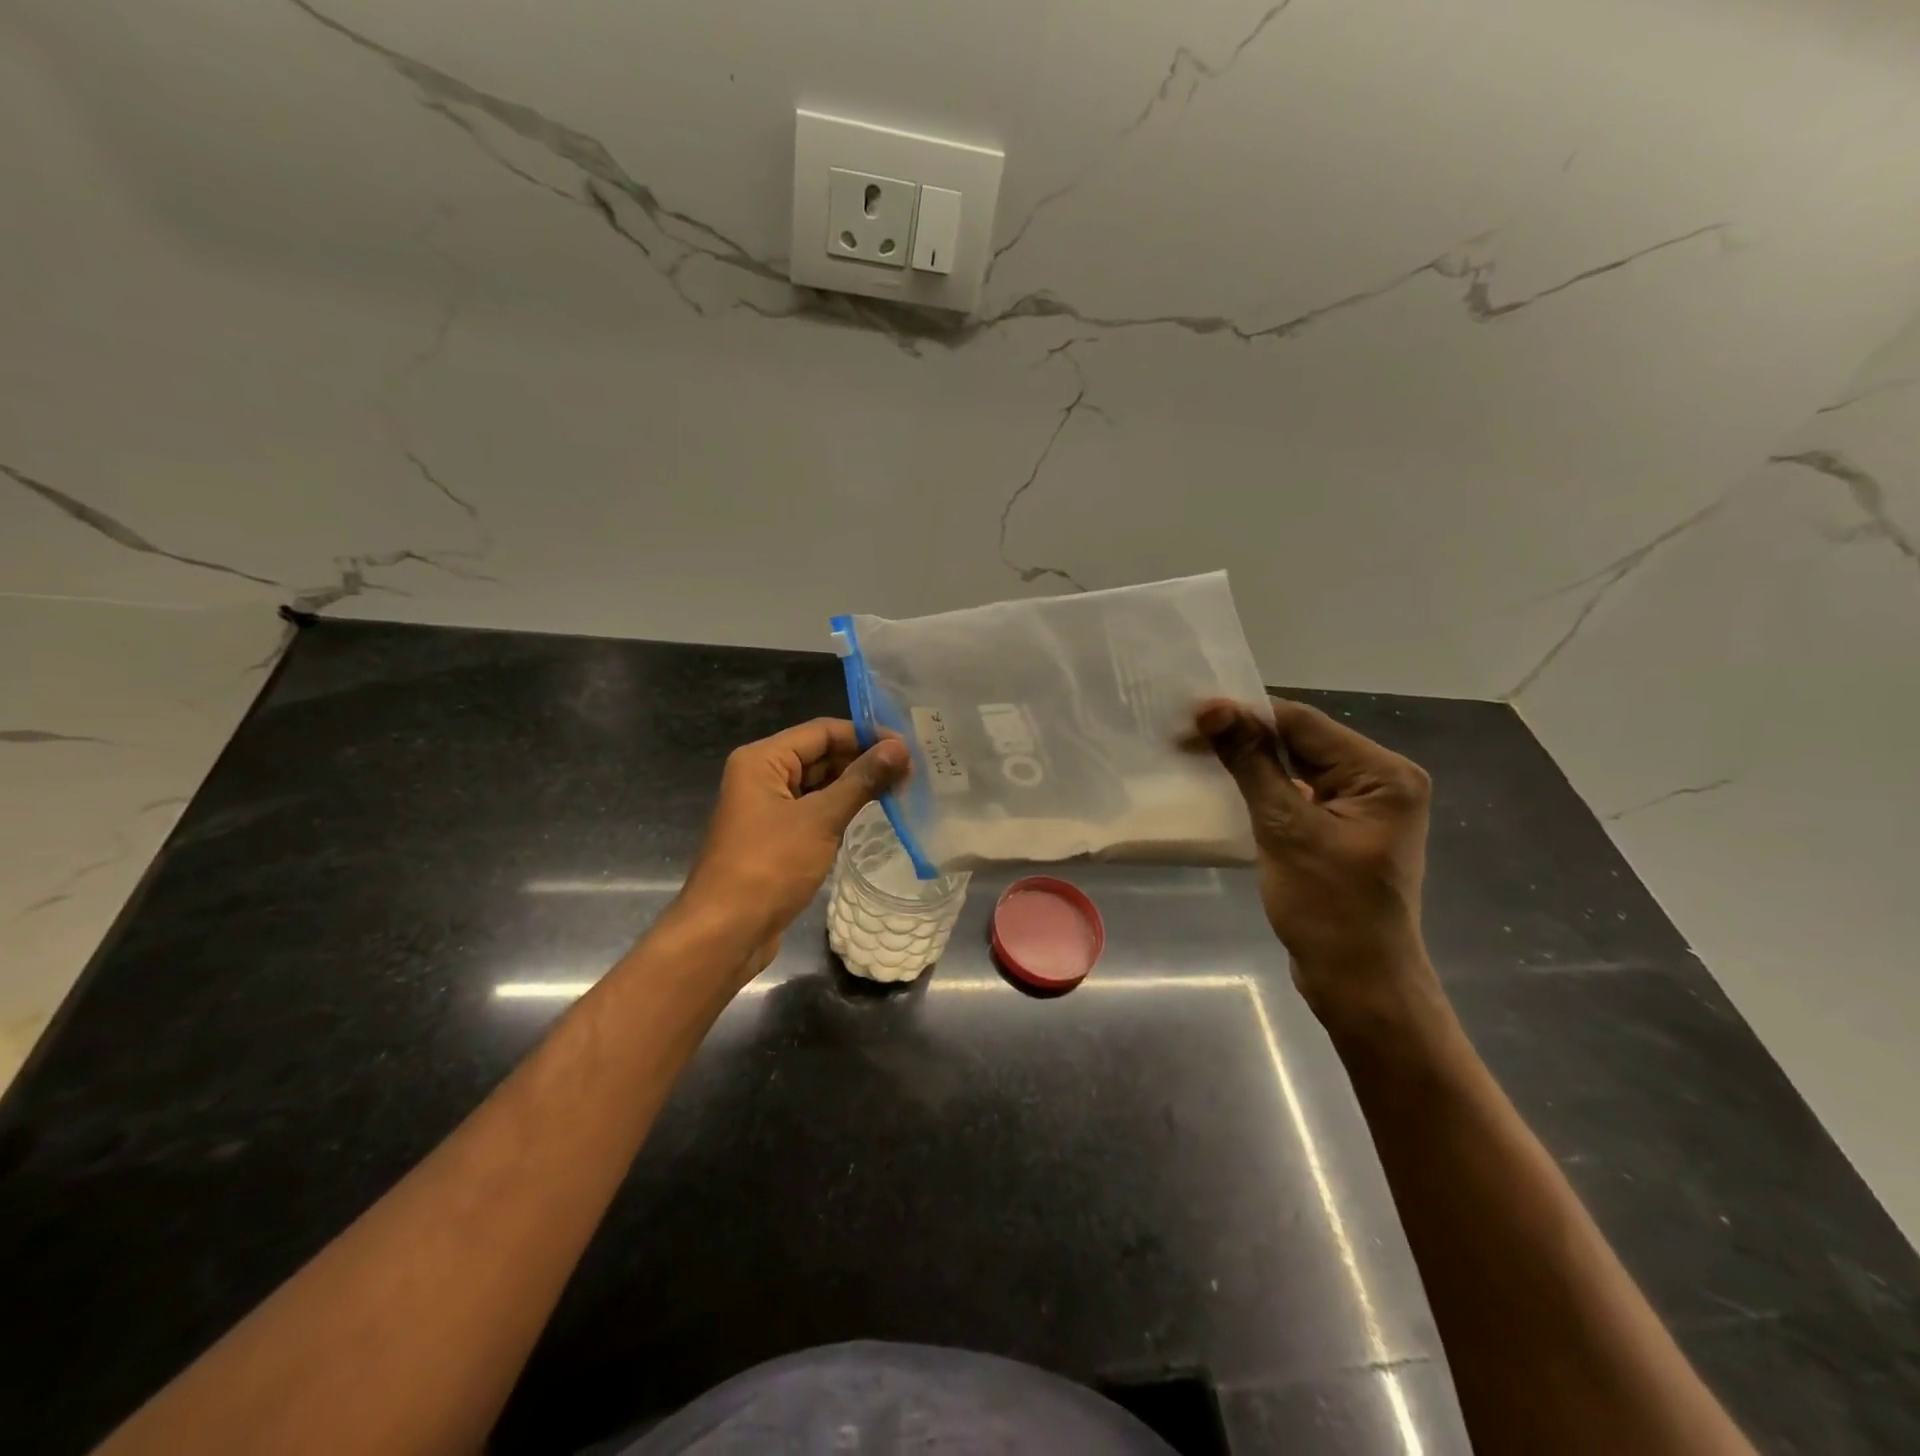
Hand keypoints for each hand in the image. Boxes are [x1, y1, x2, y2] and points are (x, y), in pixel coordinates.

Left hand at [675, 718, 908, 969]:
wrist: (725, 932)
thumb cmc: (769, 866)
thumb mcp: (820, 819)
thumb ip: (861, 780)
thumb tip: (899, 748)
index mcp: (762, 760)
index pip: (822, 731)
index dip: (865, 735)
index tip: (908, 746)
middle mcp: (762, 776)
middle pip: (820, 755)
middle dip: (864, 760)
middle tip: (912, 770)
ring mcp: (768, 808)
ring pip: (819, 784)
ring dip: (856, 785)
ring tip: (903, 788)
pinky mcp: (776, 836)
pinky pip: (814, 810)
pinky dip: (842, 808)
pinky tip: (875, 813)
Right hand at [1195, 697, 1433, 1020]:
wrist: (1358, 983)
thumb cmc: (1328, 908)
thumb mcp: (1285, 829)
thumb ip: (1251, 763)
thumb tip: (1214, 709)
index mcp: (1383, 774)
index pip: (1304, 723)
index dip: (1245, 714)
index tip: (1190, 714)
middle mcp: (1380, 780)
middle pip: (1302, 740)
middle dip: (1244, 735)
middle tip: (1184, 733)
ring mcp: (1363, 805)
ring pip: (1296, 764)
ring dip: (1250, 758)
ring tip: (1196, 750)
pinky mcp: (1342, 826)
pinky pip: (1298, 790)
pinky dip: (1263, 784)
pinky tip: (1227, 780)